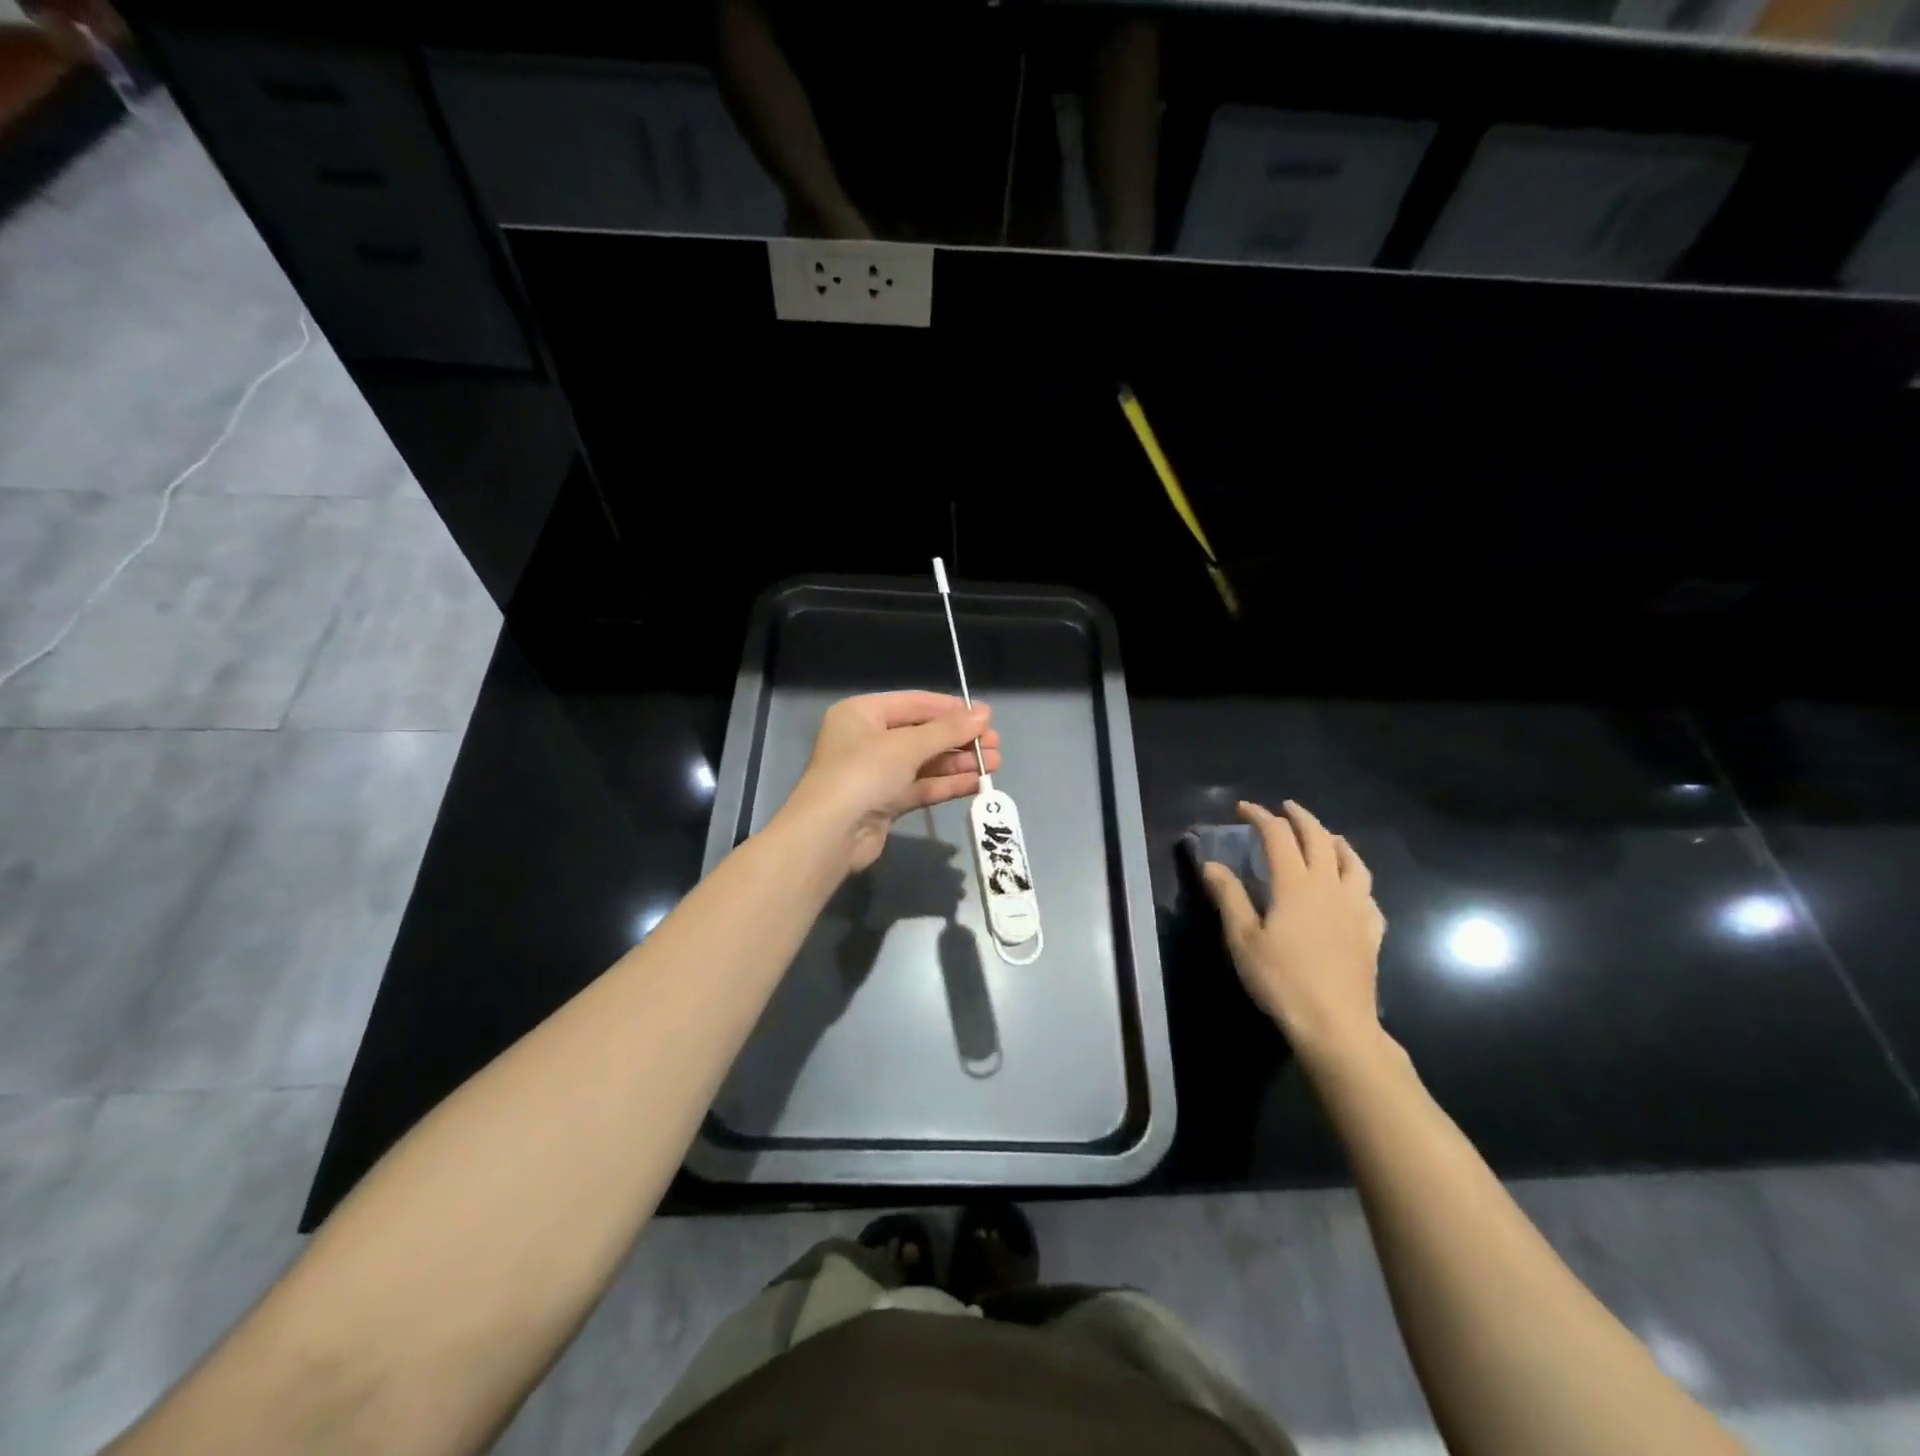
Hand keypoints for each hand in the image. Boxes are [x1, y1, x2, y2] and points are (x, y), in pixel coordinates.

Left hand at [778, 692, 1001, 873]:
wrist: (830, 835)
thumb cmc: (864, 773)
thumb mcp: (907, 745)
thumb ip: (948, 730)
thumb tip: (984, 713)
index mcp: (862, 713)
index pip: (915, 703)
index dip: (952, 709)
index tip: (986, 716)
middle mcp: (867, 739)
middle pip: (922, 734)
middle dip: (960, 739)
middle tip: (995, 744)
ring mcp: (876, 773)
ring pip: (925, 762)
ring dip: (958, 762)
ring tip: (994, 764)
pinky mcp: (885, 802)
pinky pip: (922, 786)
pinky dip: (947, 784)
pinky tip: (976, 784)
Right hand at [1201, 800, 1386, 1061]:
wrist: (1336, 1025)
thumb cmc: (1282, 980)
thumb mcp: (1243, 939)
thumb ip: (1229, 897)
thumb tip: (1212, 864)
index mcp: (1295, 885)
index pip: (1278, 836)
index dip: (1261, 817)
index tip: (1244, 809)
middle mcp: (1329, 887)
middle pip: (1319, 839)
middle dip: (1300, 818)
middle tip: (1285, 808)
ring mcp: (1356, 908)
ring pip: (1352, 862)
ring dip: (1335, 841)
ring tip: (1325, 837)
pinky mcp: (1371, 932)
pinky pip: (1368, 893)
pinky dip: (1356, 878)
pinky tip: (1352, 887)